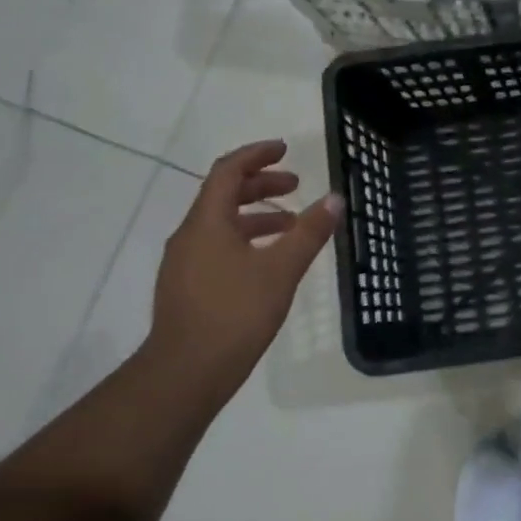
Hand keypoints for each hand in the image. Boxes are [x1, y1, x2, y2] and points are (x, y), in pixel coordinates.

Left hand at [145, 140, 341, 403]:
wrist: (186, 371)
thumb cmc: (235, 313)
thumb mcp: (282, 269)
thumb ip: (309, 232)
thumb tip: (335, 198)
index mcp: (207, 222)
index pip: (228, 172)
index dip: (257, 155)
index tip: (285, 149)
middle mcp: (190, 235)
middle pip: (224, 195)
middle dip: (261, 184)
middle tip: (296, 185)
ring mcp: (185, 263)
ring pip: (222, 224)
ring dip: (257, 215)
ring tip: (291, 225)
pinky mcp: (188, 286)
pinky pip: (218, 246)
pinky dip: (246, 239)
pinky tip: (269, 262)